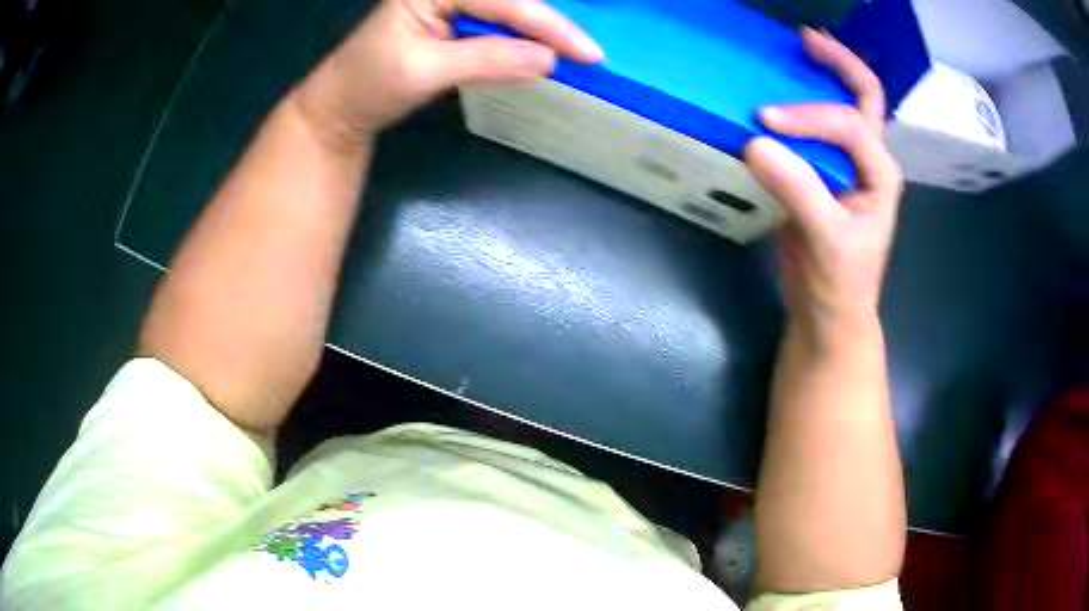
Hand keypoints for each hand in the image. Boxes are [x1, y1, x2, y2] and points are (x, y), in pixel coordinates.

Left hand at [294, 0, 601, 149]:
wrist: (342, 108)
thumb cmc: (368, 85)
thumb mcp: (423, 71)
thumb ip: (485, 59)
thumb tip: (549, 59)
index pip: (503, 1)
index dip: (549, 25)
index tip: (589, 54)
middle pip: (511, 0)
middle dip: (551, 22)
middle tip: (590, 52)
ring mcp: (450, 3)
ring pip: (509, 10)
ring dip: (542, 29)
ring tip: (577, 50)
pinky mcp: (454, 21)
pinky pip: (499, 24)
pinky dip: (524, 38)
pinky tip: (544, 50)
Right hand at [745, 29, 902, 336]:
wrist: (829, 312)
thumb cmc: (838, 283)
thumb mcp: (824, 240)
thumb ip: (798, 190)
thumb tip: (754, 142)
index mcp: (880, 173)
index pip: (849, 125)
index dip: (809, 116)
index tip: (765, 121)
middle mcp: (868, 159)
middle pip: (864, 97)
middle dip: (839, 64)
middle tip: (806, 40)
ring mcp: (846, 163)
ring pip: (842, 105)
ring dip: (820, 75)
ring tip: (792, 52)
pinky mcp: (822, 170)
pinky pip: (814, 127)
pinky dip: (798, 104)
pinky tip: (776, 93)